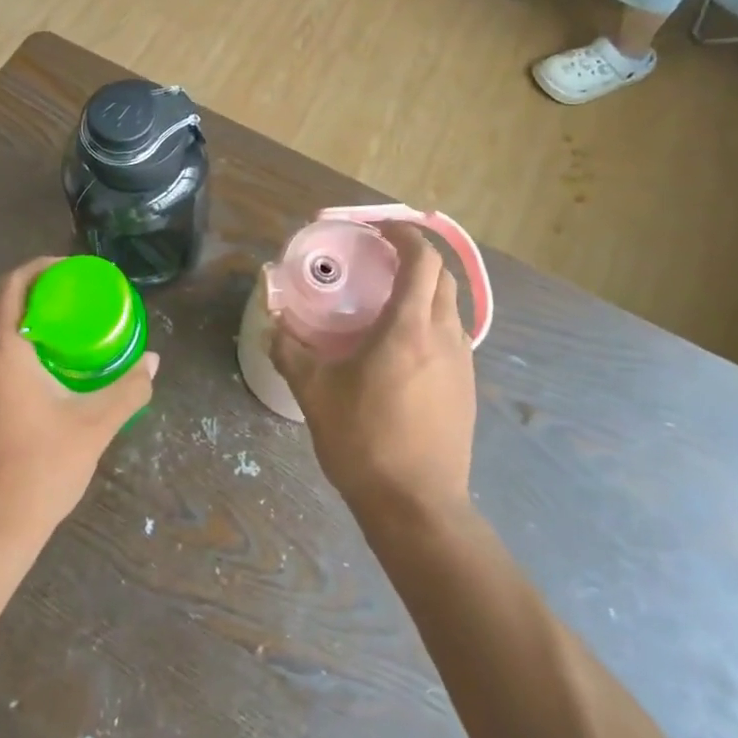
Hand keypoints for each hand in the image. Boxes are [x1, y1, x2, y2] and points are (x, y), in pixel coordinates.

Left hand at [0, 257, 156, 548]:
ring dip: (28, 328)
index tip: (70, 268)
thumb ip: (128, 389)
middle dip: (38, 297)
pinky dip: (18, 355)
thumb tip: (152, 362)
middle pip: (2, 309)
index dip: (38, 267)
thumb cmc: (39, 469)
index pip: (10, 285)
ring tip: (68, 337)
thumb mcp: (94, 425)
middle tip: (77, 302)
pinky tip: (47, 379)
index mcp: (2, 351)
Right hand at [269, 223, 476, 519]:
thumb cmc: (364, 442)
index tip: (377, 230)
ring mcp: (462, 363)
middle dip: (414, 257)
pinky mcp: (467, 388)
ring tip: (387, 300)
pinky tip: (401, 346)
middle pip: (441, 276)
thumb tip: (270, 318)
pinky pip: (452, 335)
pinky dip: (430, 320)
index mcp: (409, 328)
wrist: (417, 507)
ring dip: (424, 290)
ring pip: (450, 306)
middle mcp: (444, 335)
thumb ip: (289, 349)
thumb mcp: (314, 393)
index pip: (423, 259)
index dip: (404, 234)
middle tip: (378, 260)